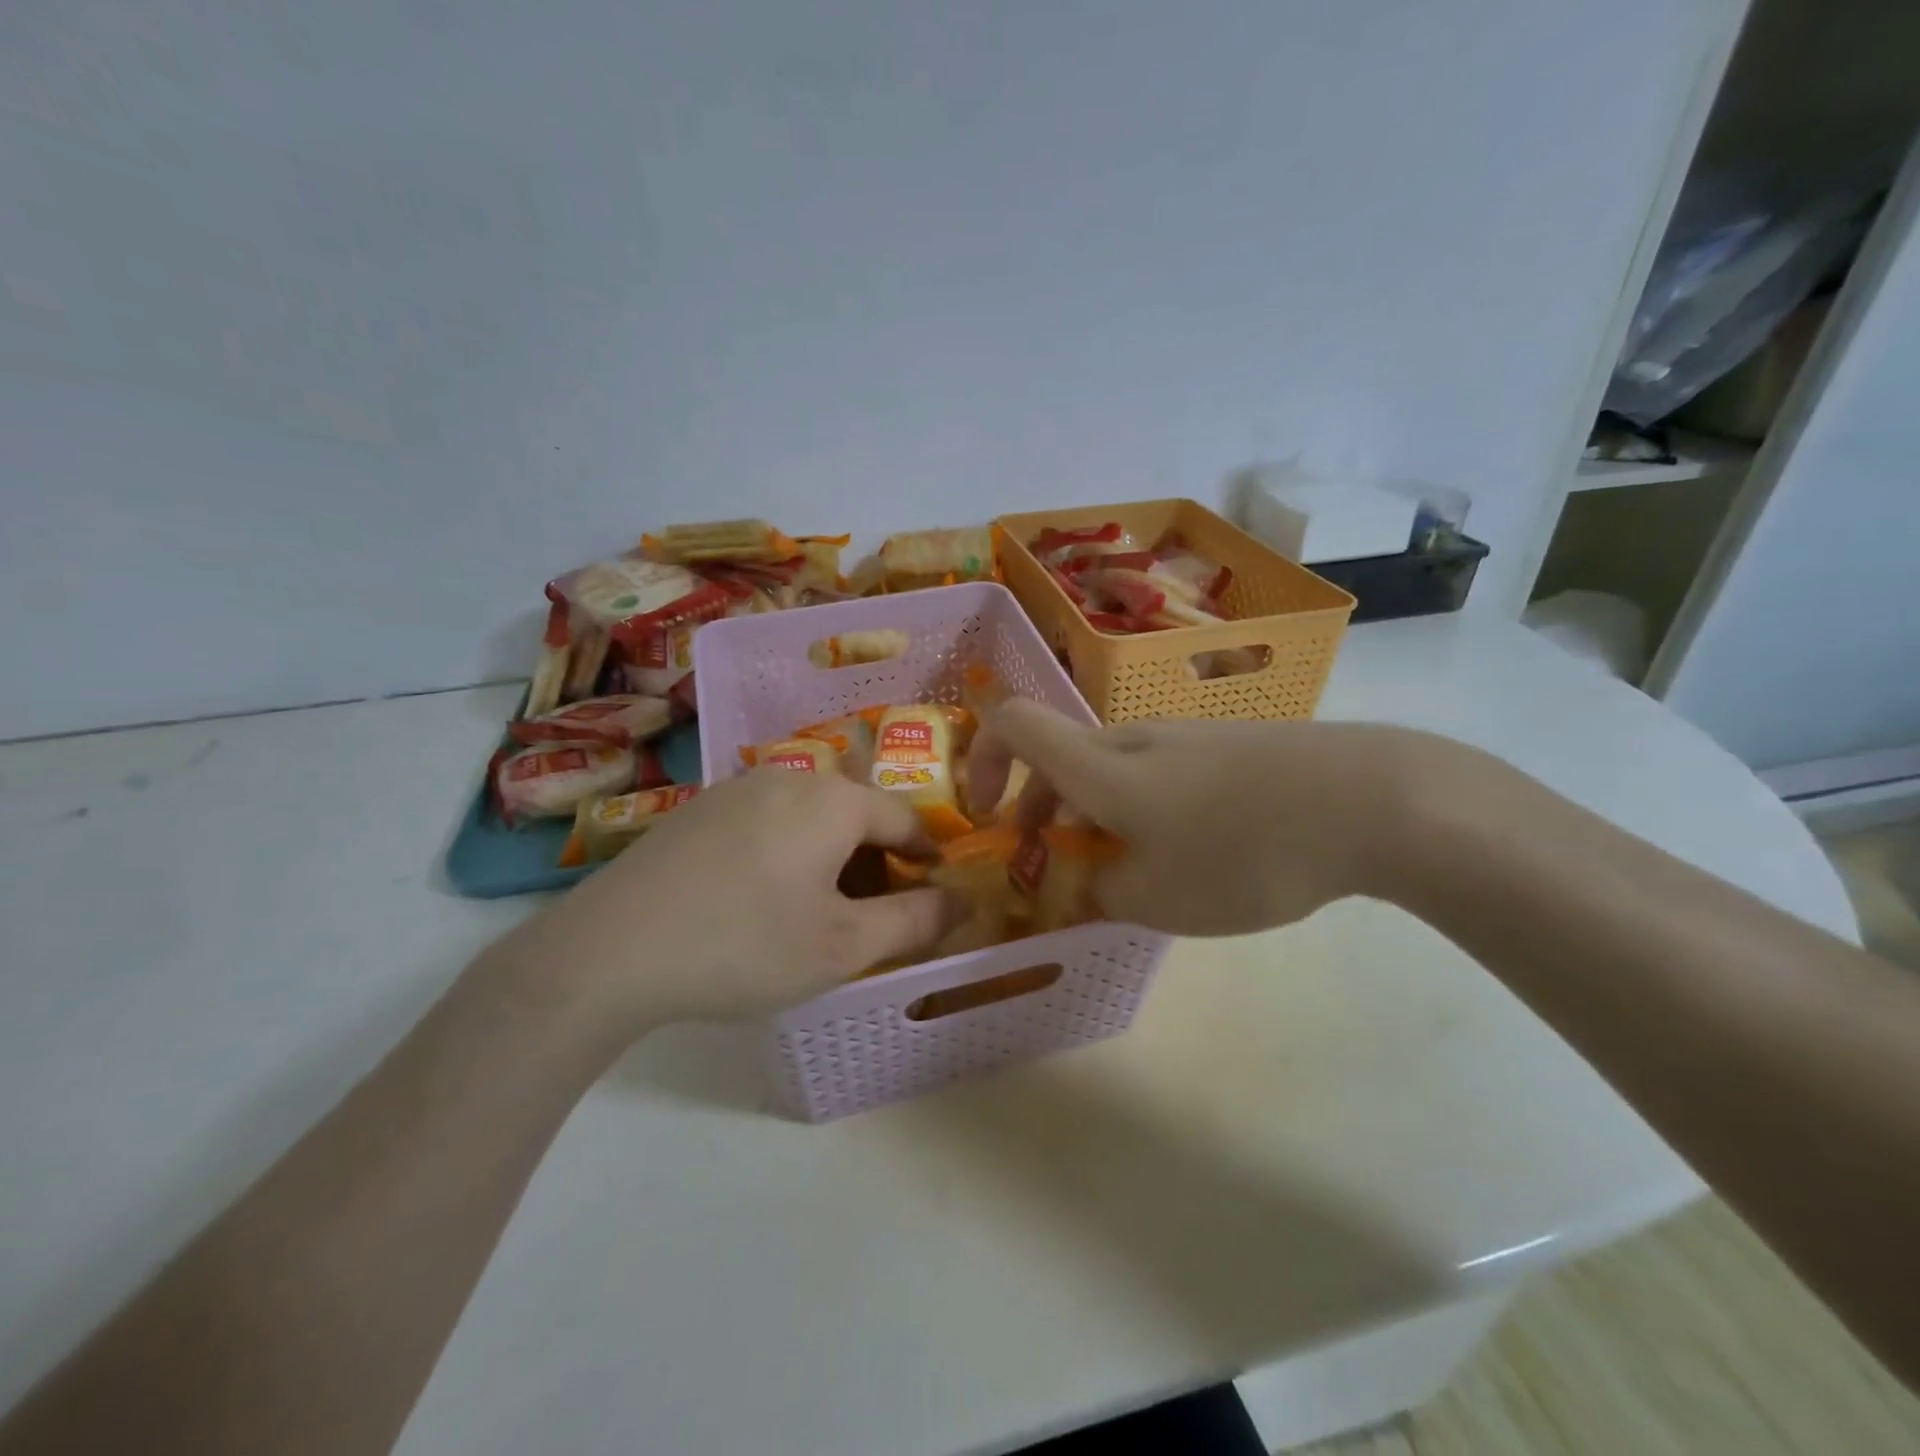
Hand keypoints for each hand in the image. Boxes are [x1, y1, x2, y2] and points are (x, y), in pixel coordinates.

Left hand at [487, 768, 952, 1039]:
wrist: (612, 950)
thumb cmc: (746, 945)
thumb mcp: (844, 946)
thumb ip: (915, 921)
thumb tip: (964, 901)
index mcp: (834, 800)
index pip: (905, 818)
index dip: (928, 857)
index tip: (933, 893)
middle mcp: (791, 777)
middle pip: (856, 813)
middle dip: (876, 860)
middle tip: (872, 915)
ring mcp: (738, 788)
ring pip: (810, 816)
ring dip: (831, 856)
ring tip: (818, 910)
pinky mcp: (700, 809)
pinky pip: (768, 821)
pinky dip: (787, 851)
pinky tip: (762, 898)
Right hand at [967, 701, 1442, 935]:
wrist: (1371, 801)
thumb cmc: (1243, 851)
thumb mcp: (1158, 898)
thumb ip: (1102, 891)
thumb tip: (1089, 880)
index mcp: (1098, 765)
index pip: (1012, 723)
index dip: (981, 760)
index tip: (985, 814)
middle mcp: (1133, 738)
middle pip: (1060, 756)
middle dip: (1041, 811)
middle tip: (1058, 869)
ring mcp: (1185, 738)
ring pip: (1112, 769)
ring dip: (1096, 815)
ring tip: (1131, 875)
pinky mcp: (1228, 747)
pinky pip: (1161, 773)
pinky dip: (1144, 809)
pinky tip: (1192, 855)